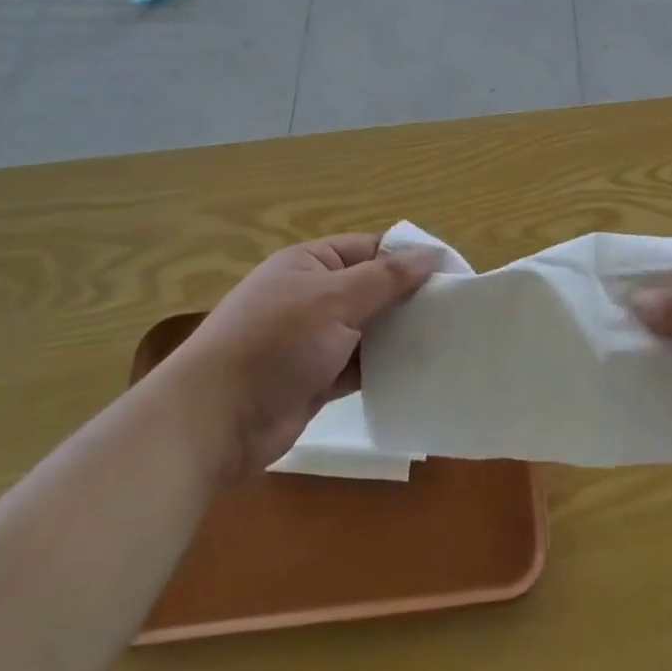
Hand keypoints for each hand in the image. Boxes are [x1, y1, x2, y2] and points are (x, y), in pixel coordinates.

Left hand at [175, 235, 438, 475]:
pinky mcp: (316, 378)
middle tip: (456, 311)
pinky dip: (384, 367)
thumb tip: (431, 254)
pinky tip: (418, 371)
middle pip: (372, 289)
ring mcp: (313, 339)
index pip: (370, 249)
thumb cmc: (275, 342)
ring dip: (399, 336)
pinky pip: (359, 365)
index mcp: (311, 263)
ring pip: (368, 329)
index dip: (409, 259)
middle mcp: (312, 296)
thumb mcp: (334, 300)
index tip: (451, 275)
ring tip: (447, 340)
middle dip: (408, 300)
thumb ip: (386, 278)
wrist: (214, 420)